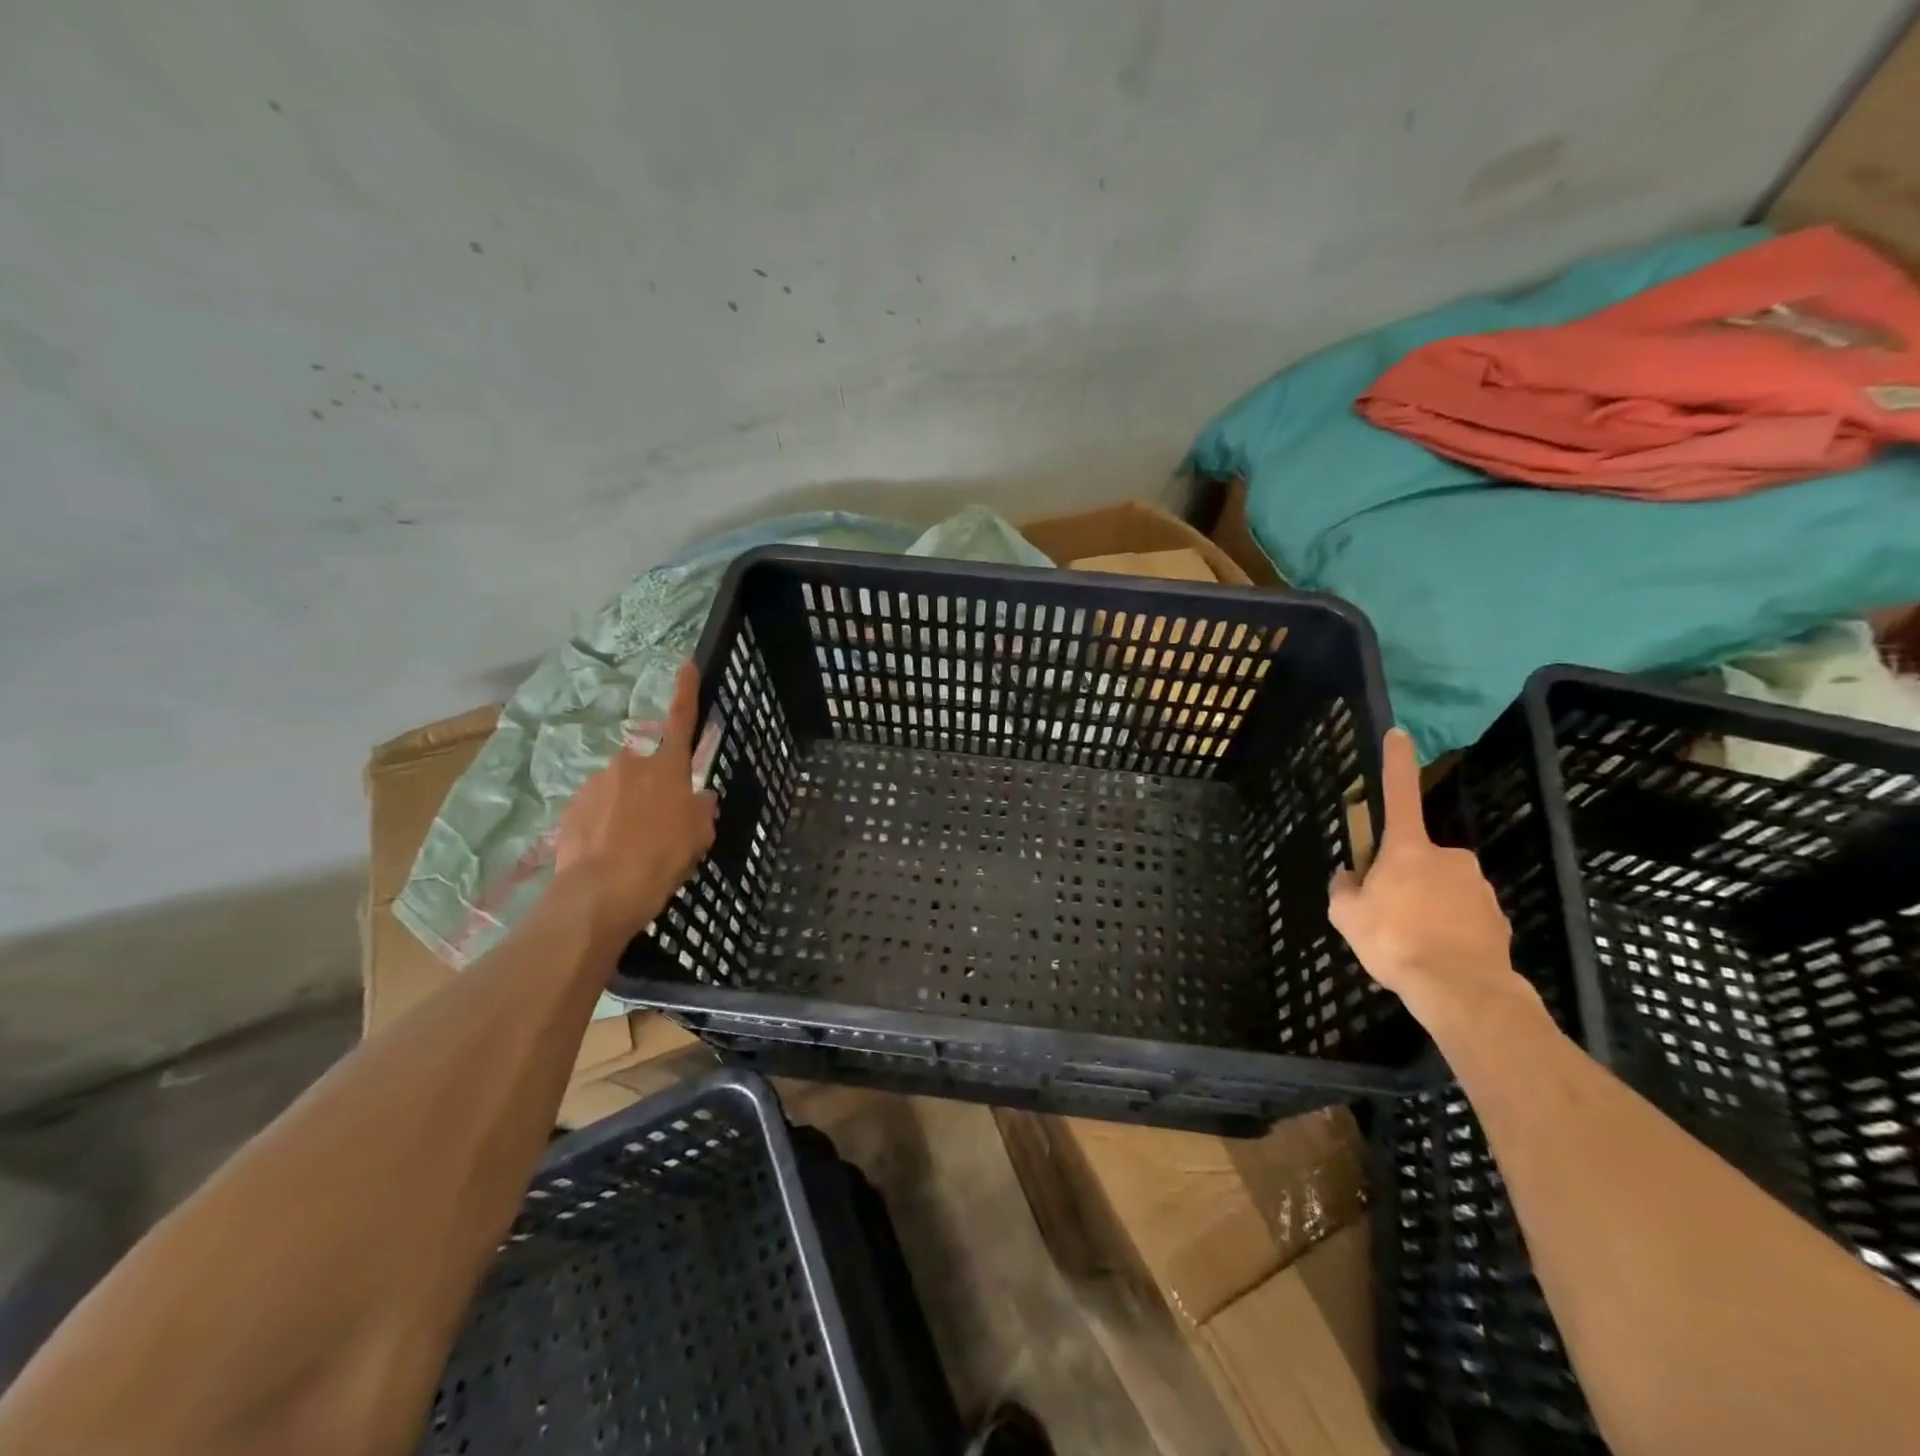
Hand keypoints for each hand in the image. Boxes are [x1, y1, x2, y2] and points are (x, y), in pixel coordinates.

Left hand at [553, 662, 717, 944]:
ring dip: (626, 808)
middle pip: (648, 768)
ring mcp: (597, 784)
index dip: (686, 691)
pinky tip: (608, 852)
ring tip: (631, 847)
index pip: (682, 720)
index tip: (686, 664)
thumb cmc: (661, 859)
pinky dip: (603, 824)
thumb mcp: (698, 837)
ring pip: (619, 790)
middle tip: (659, 825)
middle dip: (652, 788)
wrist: (600, 893)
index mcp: (668, 768)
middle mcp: (631, 765)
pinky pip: (596, 808)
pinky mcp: (572, 807)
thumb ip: (701, 810)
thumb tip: (701, 797)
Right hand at [1328, 728, 1533, 1029]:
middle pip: (1416, 858)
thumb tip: (1350, 877)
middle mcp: (1448, 857)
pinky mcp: (1498, 916)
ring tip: (1413, 940)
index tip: (1400, 733)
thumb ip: (1344, 888)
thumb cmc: (1395, 941)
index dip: (1396, 763)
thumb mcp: (1346, 915)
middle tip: (1387, 913)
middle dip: (1403, 877)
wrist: (1461, 989)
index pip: (1399, 794)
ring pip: (1442, 888)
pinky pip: (1464, 913)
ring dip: (1427, 904)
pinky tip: (1438, 952)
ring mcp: (1477, 886)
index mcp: (1408, 849)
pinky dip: (1450, 927)